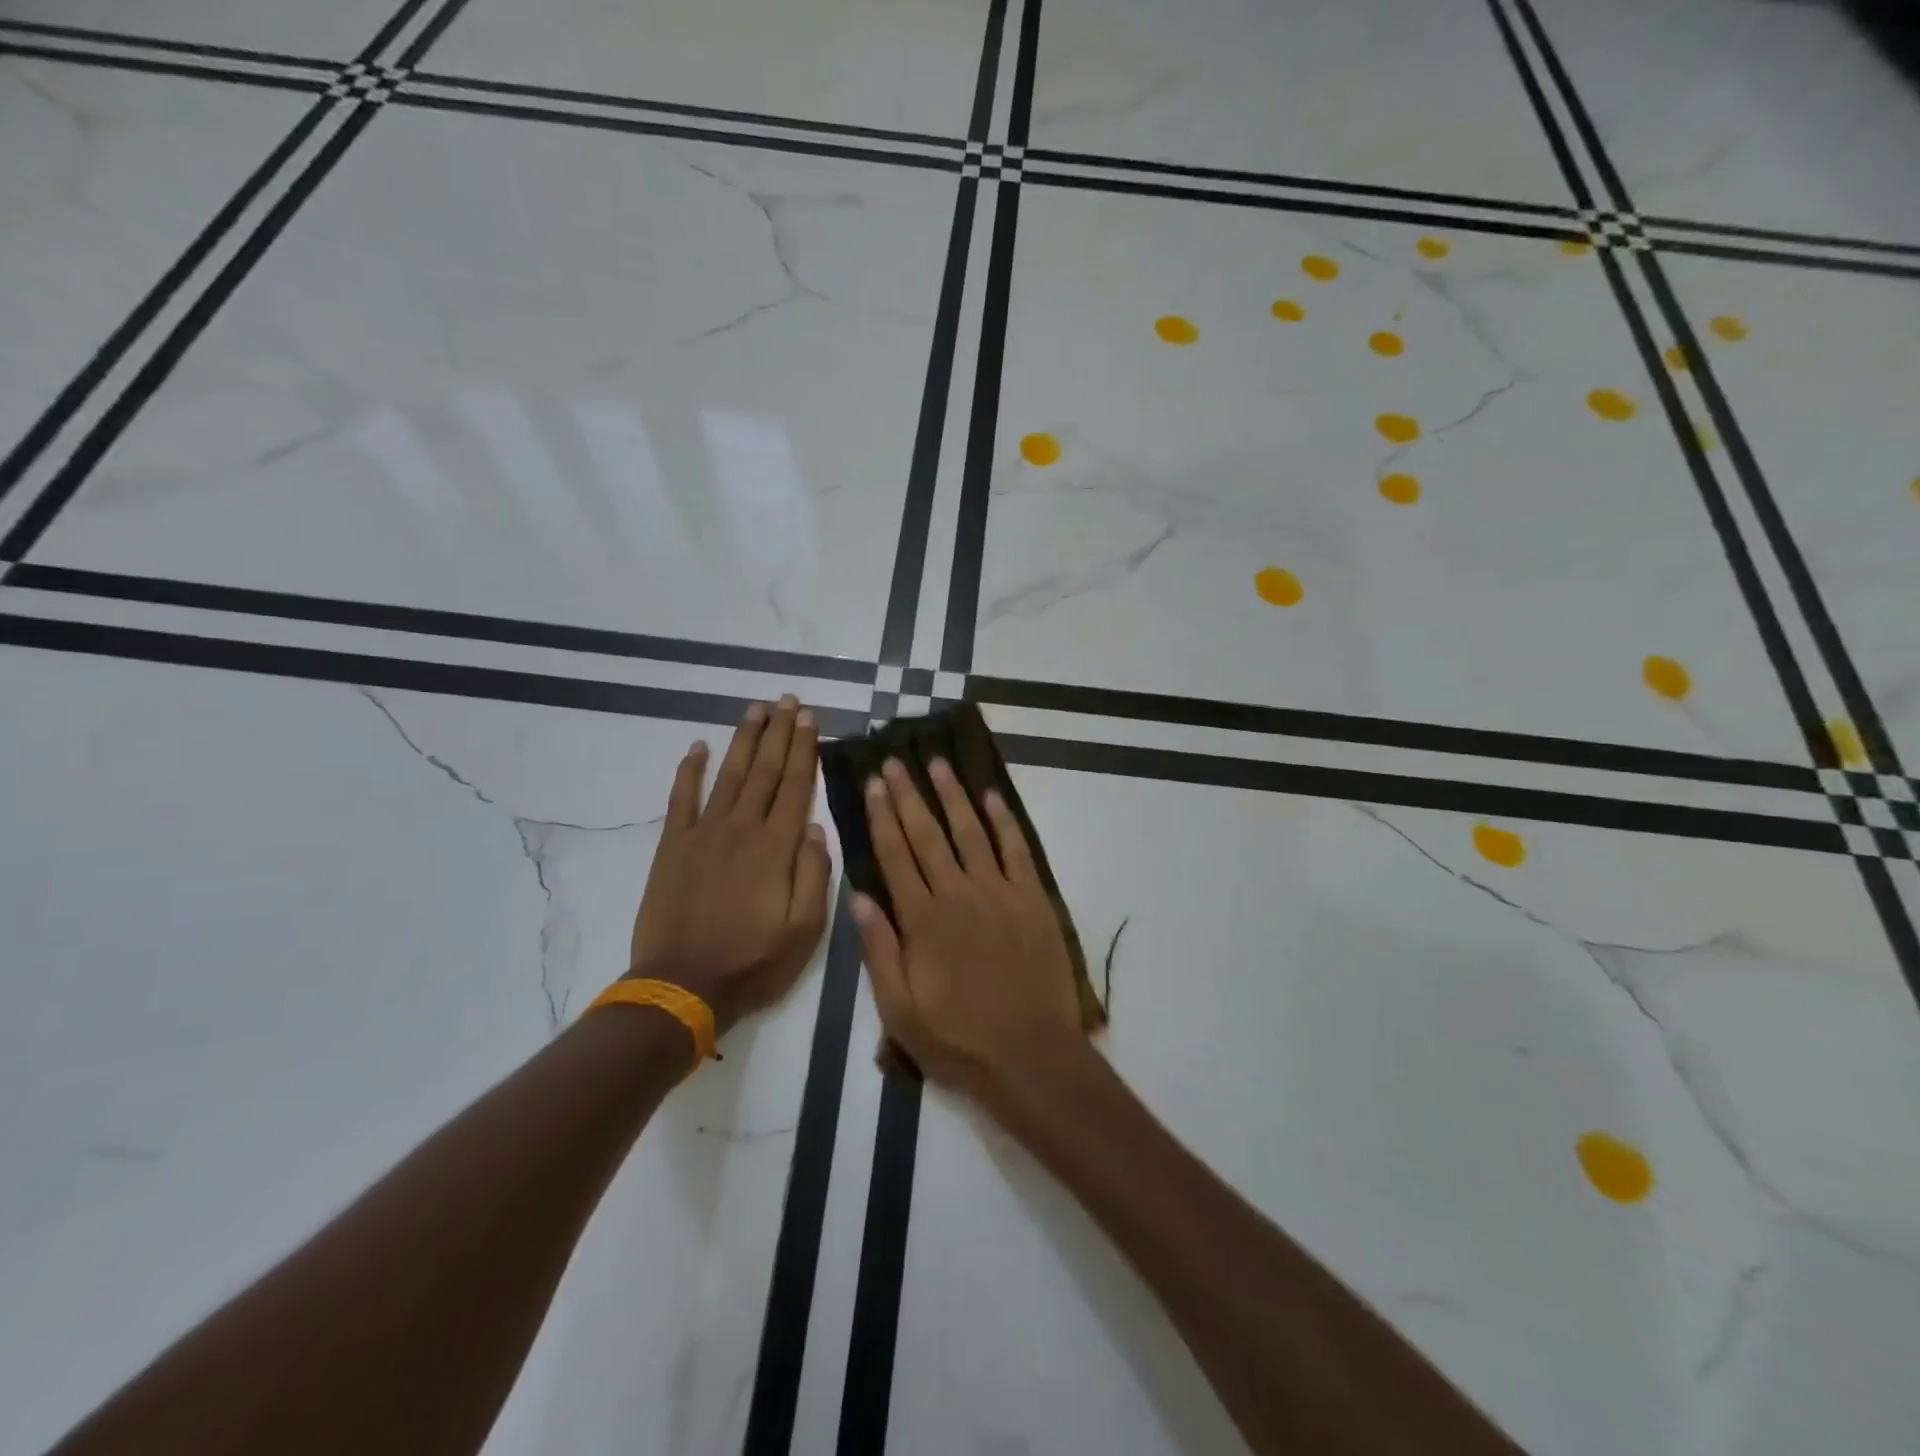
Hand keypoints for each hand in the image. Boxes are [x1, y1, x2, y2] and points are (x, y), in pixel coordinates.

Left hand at [627, 696, 831, 1035]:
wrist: (682, 986)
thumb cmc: (753, 961)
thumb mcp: (806, 930)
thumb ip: (815, 875)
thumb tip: (816, 827)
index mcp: (777, 848)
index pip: (795, 786)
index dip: (804, 750)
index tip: (809, 719)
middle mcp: (741, 828)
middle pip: (764, 770)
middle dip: (779, 732)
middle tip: (788, 700)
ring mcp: (703, 833)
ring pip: (728, 775)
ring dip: (743, 739)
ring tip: (756, 709)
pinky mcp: (673, 846)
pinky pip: (681, 799)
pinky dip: (689, 771)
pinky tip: (698, 747)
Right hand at [852, 757, 1084, 1098]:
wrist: (1031, 1056)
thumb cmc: (959, 1040)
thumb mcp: (900, 1010)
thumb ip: (878, 951)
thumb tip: (858, 896)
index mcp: (922, 920)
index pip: (896, 856)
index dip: (883, 817)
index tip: (874, 784)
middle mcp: (958, 894)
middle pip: (929, 834)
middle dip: (909, 795)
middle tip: (896, 761)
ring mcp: (999, 893)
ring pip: (971, 832)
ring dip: (953, 795)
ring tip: (938, 764)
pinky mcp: (1032, 899)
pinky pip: (1016, 850)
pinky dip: (1004, 821)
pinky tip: (991, 797)